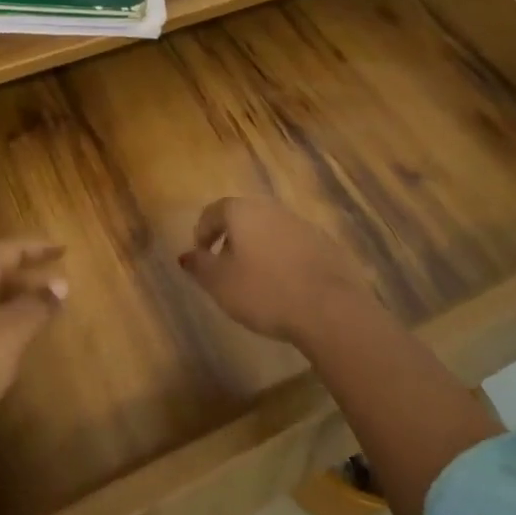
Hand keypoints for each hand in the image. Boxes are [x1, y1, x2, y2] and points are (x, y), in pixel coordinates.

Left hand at [0, 241, 65, 446]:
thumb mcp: (9, 333)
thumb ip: (36, 306)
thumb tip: (61, 284)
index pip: (6, 250)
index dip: (36, 248)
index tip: (63, 250)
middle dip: (27, 275)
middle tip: (58, 283)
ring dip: (14, 302)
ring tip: (41, 312)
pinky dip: (0, 325)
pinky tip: (11, 347)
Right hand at [178, 197, 376, 346]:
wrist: (329, 307)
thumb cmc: (264, 291)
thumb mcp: (220, 284)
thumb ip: (199, 265)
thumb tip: (186, 254)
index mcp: (241, 210)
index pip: (212, 212)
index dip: (201, 233)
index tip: (200, 258)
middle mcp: (270, 207)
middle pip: (242, 217)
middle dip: (230, 239)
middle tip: (226, 268)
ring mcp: (300, 222)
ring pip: (269, 229)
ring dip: (257, 248)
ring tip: (256, 279)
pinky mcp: (323, 242)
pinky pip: (292, 244)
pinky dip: (282, 258)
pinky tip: (285, 284)